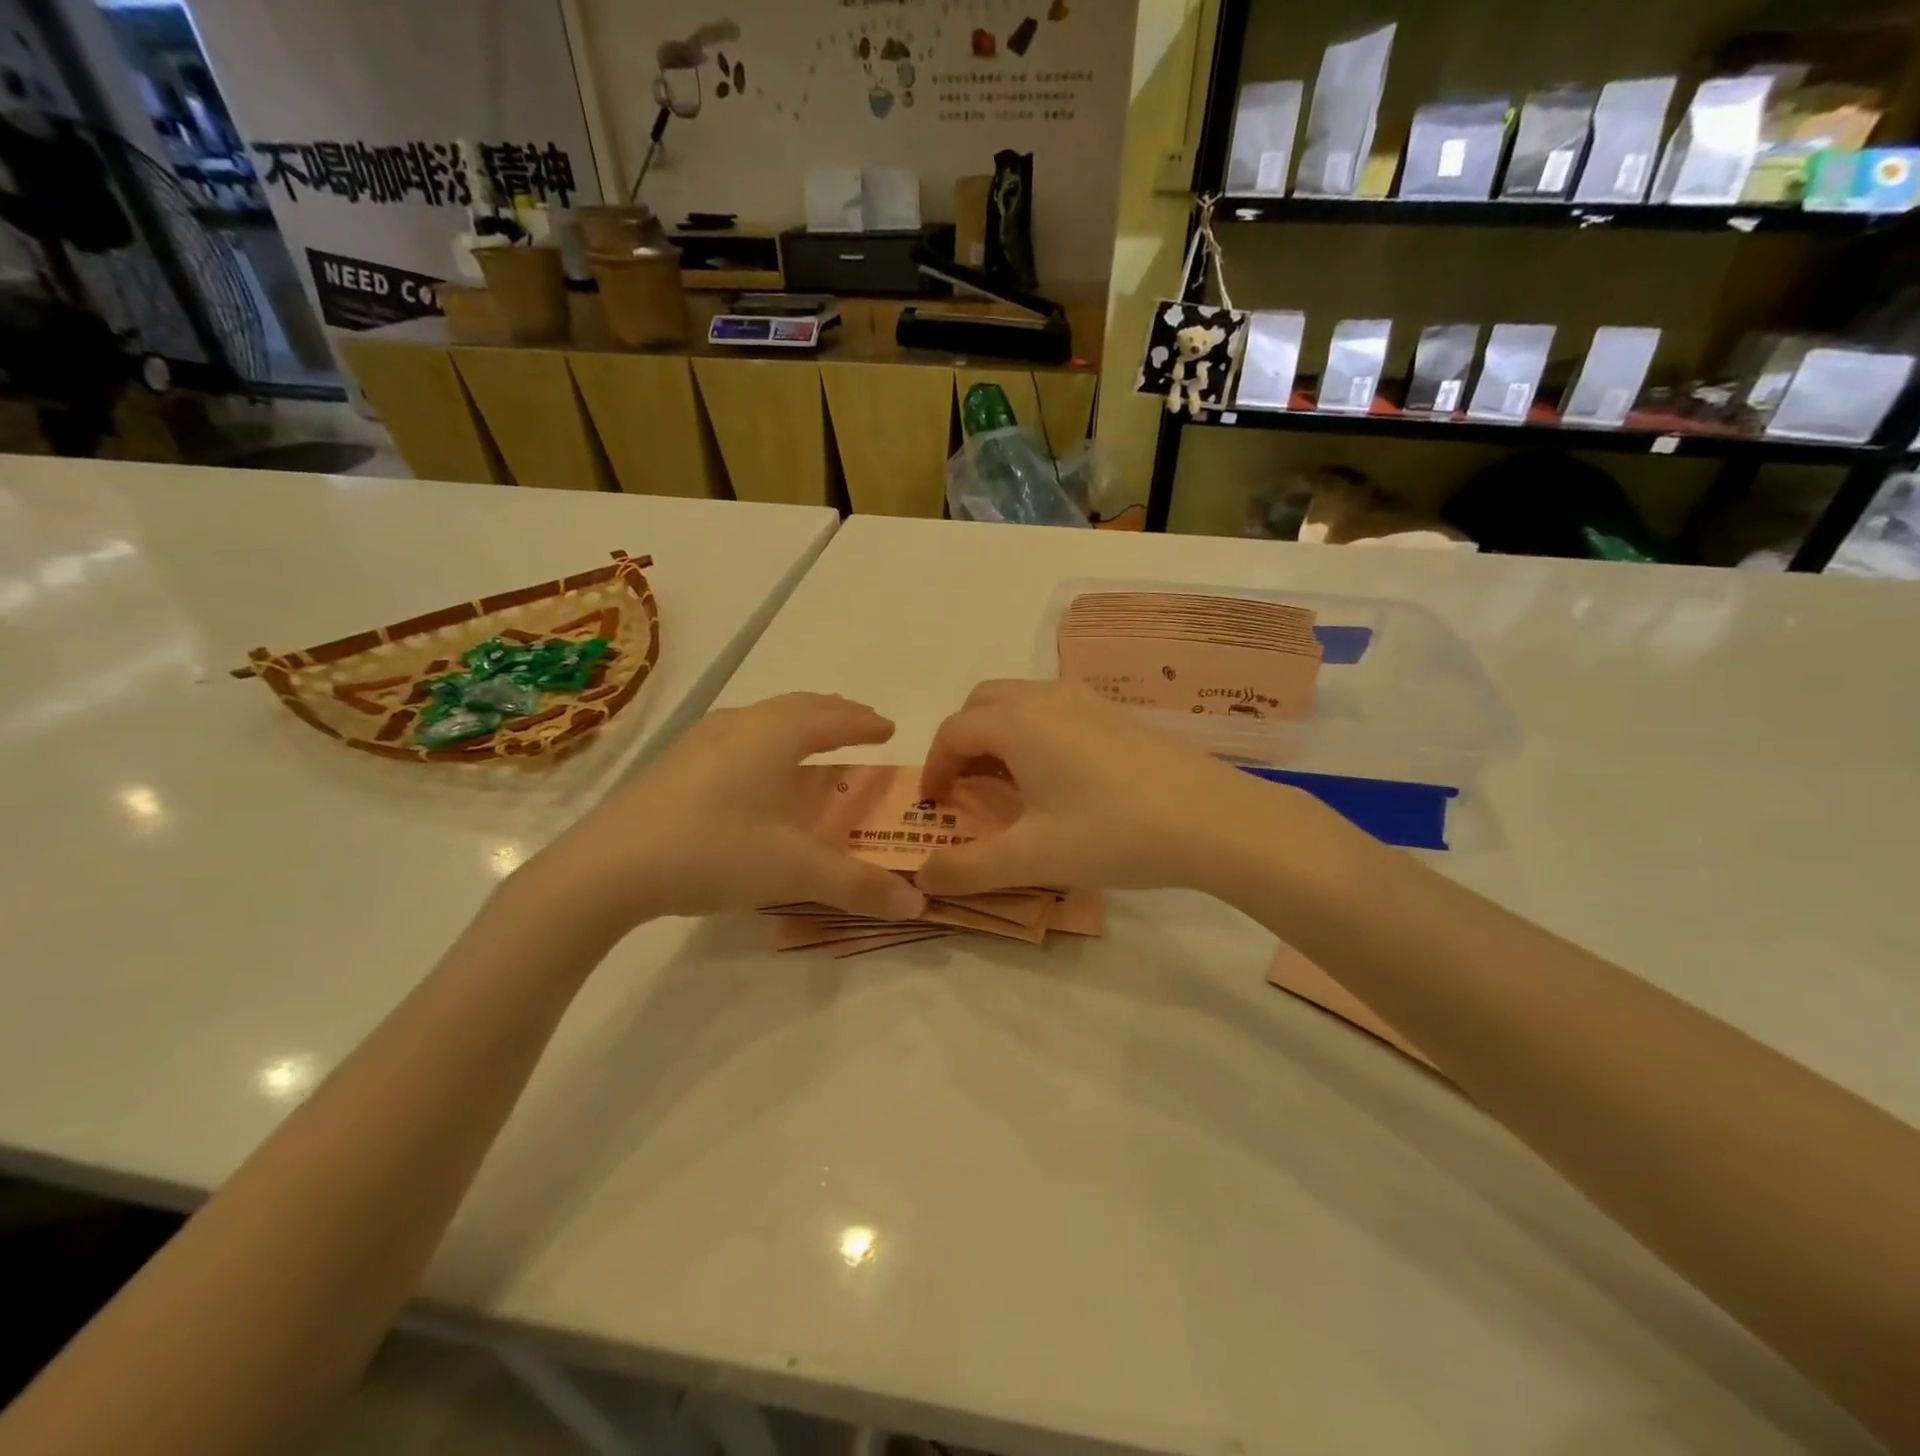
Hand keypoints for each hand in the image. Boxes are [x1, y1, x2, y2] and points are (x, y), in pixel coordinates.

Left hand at [523, 694, 926, 932]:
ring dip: (798, 721)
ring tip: (813, 739)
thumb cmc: (712, 852)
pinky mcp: (676, 761)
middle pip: (799, 706)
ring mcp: (702, 739)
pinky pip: (738, 733)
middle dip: (835, 713)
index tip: (889, 727)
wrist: (607, 867)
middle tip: (860, 724)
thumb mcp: (793, 871)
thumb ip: (857, 885)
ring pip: (764, 716)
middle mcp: (741, 724)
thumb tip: (917, 902)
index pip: (833, 719)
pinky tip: (756, 766)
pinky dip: (767, 737)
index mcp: (775, 736)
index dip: (865, 723)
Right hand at [915, 679, 1309, 896]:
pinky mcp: (1115, 713)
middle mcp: (1046, 697)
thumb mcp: (1032, 858)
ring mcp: (1085, 700)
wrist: (1214, 819)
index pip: (952, 731)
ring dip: (998, 735)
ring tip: (1008, 785)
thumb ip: (967, 868)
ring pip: (1019, 702)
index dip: (933, 766)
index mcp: (1017, 723)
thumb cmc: (1114, 834)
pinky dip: (1032, 732)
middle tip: (965, 788)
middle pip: (981, 704)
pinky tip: (1057, 778)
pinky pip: (1053, 709)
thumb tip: (921, 876)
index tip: (934, 804)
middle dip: (961, 742)